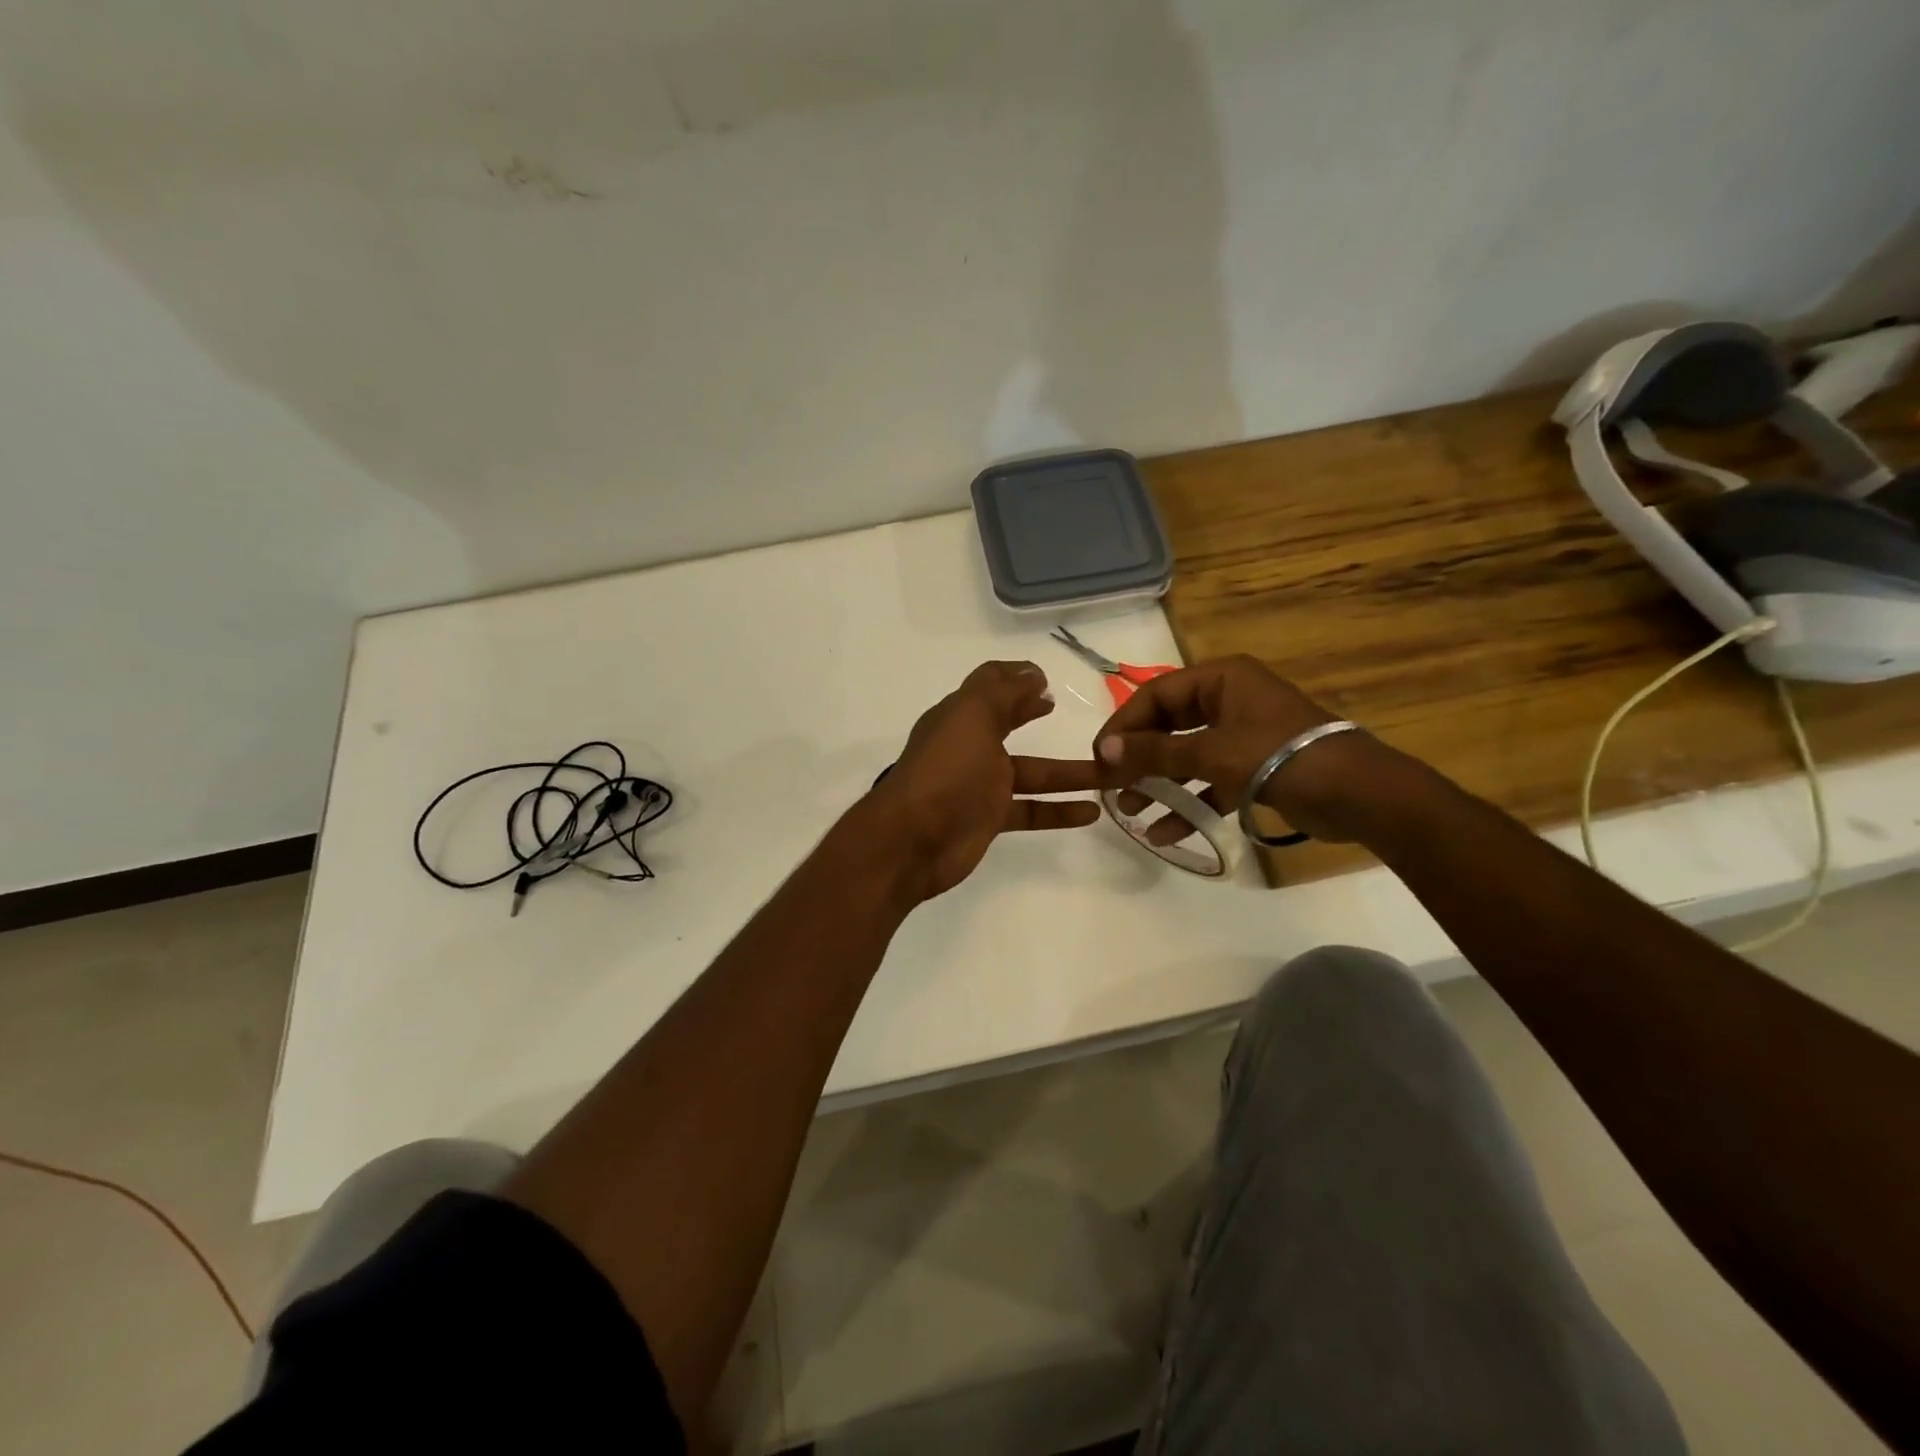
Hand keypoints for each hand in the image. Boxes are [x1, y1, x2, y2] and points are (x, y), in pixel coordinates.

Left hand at [871, 661, 1102, 898]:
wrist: (912, 840)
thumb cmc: (945, 769)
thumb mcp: (973, 716)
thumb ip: (1004, 691)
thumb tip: (1033, 674)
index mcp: (961, 715)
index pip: (990, 686)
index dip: (1016, 677)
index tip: (1048, 678)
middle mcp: (970, 745)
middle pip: (1011, 724)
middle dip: (1037, 714)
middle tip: (1067, 710)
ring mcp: (981, 784)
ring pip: (1034, 772)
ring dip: (1070, 772)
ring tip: (1112, 771)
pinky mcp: (990, 818)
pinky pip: (1032, 809)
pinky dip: (1060, 810)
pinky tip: (1092, 811)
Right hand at [1092, 655, 1379, 844]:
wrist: (1360, 796)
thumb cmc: (1281, 758)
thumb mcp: (1212, 752)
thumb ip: (1156, 752)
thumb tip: (1105, 751)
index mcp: (1221, 679)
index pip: (1156, 695)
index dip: (1124, 724)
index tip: (1100, 757)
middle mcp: (1229, 700)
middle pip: (1168, 724)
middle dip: (1139, 757)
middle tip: (1111, 785)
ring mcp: (1242, 735)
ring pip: (1186, 755)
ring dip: (1159, 783)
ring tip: (1130, 811)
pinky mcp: (1254, 768)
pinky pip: (1209, 781)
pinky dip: (1188, 803)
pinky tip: (1164, 831)